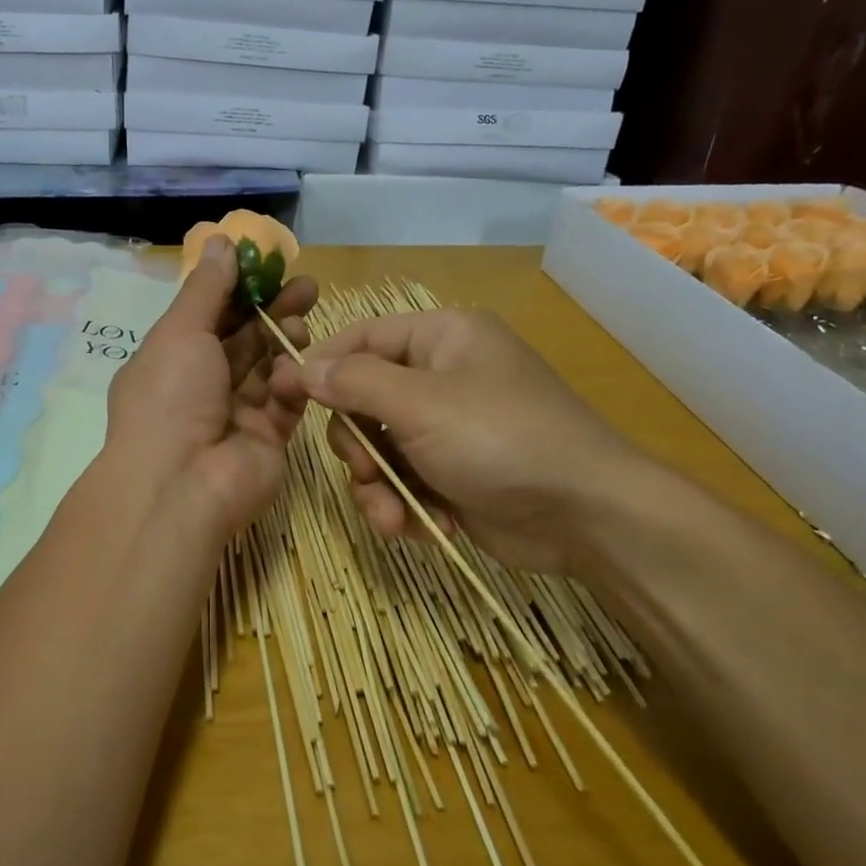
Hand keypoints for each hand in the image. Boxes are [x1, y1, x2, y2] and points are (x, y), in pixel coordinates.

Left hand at [105, 236, 316, 538]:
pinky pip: (285, 402)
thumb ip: (207, 288)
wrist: (182, 484)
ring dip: (286, 339)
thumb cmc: (171, 397)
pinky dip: (294, 380)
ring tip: (305, 317)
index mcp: (171, 360)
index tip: (270, 264)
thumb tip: (220, 242)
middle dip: (273, 310)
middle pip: (244, 340)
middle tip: (308, 285)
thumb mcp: (180, 331)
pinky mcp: (267, 439)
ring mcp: (235, 414)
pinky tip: (301, 363)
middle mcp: (202, 386)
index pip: (209, 316)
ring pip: (268, 368)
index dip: (238, 289)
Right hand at [271, 309, 653, 572]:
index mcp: (440, 339)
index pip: (360, 338)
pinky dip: (405, 506)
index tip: (280, 396)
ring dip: (378, 488)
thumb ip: (353, 383)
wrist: (585, 515)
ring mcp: (446, 428)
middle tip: (366, 474)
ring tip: (395, 518)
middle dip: (358, 447)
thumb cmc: (501, 439)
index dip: (319, 366)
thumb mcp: (420, 404)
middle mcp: (440, 377)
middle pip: (362, 401)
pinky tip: (426, 528)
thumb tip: (299, 368)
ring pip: (378, 450)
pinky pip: (403, 482)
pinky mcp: (451, 474)